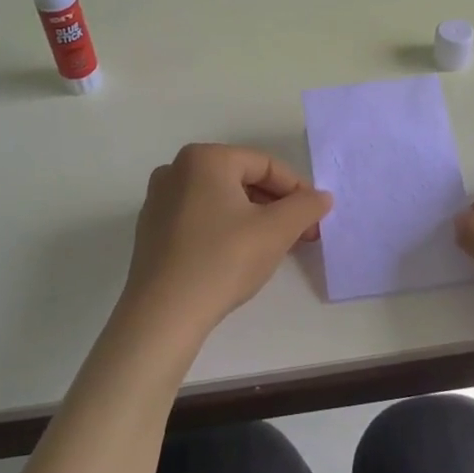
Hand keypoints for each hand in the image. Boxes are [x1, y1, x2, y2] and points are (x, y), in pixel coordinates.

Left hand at [117, 143, 332, 348]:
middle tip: (300, 234)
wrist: (163, 314)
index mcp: (205, 158)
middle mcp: (176, 169)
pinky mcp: (151, 229)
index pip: (265, 165)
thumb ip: (305, 207)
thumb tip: (322, 197)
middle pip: (241, 179)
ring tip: (275, 246)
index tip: (316, 218)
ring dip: (253, 218)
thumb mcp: (275, 231)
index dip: (297, 190)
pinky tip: (239, 256)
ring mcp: (159, 199)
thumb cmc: (223, 260)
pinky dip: (225, 228)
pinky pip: (199, 217)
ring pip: (221, 200)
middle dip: (276, 205)